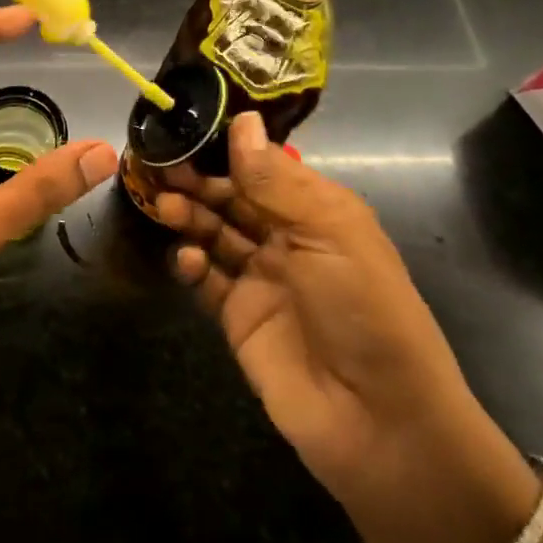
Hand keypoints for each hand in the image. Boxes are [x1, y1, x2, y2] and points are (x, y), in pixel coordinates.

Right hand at [153, 113, 526, 531]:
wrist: (379, 423)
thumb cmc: (363, 309)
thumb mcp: (328, 231)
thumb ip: (275, 178)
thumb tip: (241, 119)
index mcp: (317, 210)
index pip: (263, 166)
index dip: (226, 150)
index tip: (186, 131)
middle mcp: (287, 238)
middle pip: (232, 197)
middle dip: (199, 181)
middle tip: (163, 170)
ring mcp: (261, 279)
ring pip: (214, 232)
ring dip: (190, 216)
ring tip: (166, 208)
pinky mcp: (238, 317)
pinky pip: (205, 279)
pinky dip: (190, 264)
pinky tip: (185, 260)